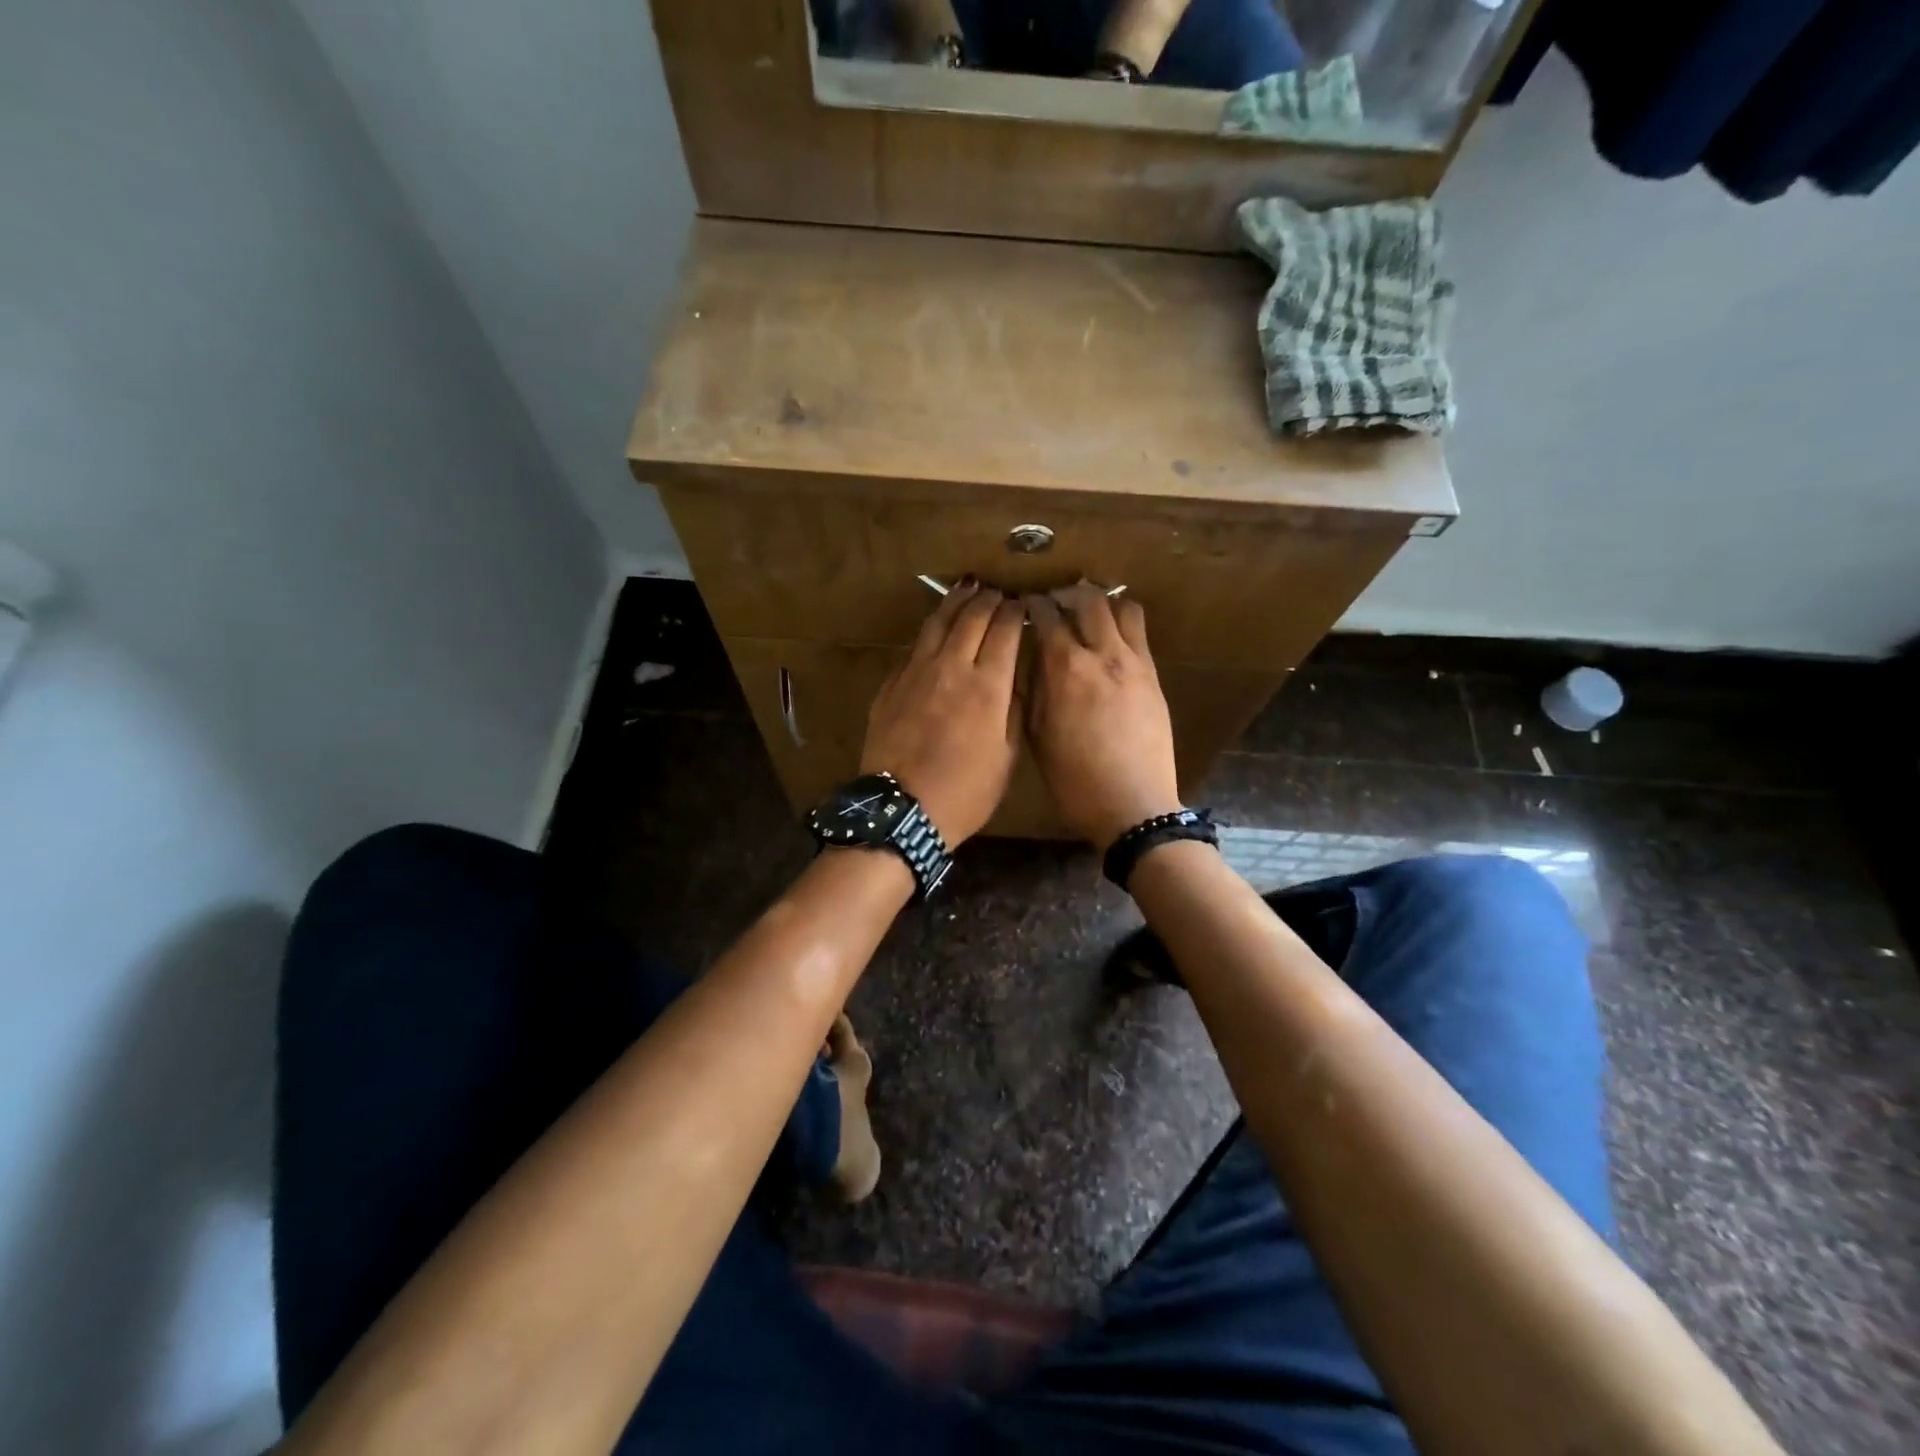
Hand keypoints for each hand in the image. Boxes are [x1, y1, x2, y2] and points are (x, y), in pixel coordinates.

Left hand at [861, 581, 1023, 844]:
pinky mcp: (891, 684)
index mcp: (987, 685)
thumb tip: (1013, 677)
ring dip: (956, 602)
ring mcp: (915, 672)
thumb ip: (1013, 710)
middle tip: (996, 592)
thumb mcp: (1007, 757)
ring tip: (967, 589)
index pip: (1004, 630)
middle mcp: (951, 667)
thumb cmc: (965, 792)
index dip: (1014, 612)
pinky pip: (915, 647)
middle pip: (971, 616)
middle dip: (987, 599)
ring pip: (937, 623)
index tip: (1021, 605)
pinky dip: (931, 631)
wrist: (903, 810)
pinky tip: (936, 631)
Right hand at [1024, 584, 1181, 850]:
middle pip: (1088, 599)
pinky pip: (1140, 633)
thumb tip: (1033, 660)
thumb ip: (1033, 691)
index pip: (1047, 616)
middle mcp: (1102, 654)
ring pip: (1122, 607)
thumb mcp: (1037, 737)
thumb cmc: (1074, 780)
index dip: (1033, 605)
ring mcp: (1135, 663)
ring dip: (1101, 603)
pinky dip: (1123, 623)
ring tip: (1087, 614)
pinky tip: (1110, 639)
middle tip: (1054, 603)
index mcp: (1065, 669)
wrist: (1133, 806)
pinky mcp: (1154, 676)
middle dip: (1067, 593)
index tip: (1024, 606)